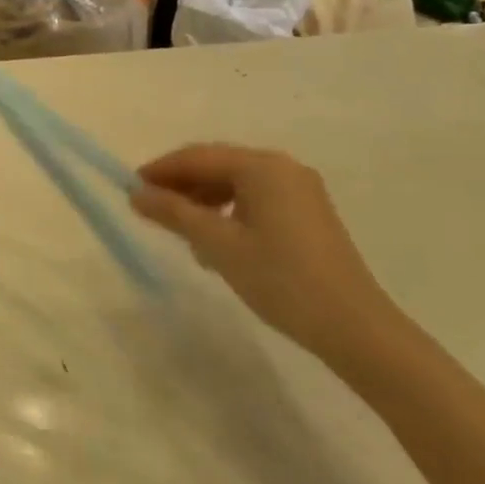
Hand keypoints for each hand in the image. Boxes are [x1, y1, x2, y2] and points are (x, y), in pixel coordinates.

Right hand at [130, 144, 399, 366]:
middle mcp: (282, 167)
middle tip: (150, 210)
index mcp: (262, 166)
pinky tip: (216, 241)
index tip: (130, 189)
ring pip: (236, 184)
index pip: (197, 156)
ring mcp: (300, 190)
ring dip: (203, 200)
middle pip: (217, 165)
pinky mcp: (308, 214)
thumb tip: (136, 194)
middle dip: (181, 186)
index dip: (160, 170)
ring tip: (180, 231)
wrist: (354, 328)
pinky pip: (255, 199)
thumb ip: (173, 213)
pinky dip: (228, 212)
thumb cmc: (280, 278)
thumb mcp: (217, 244)